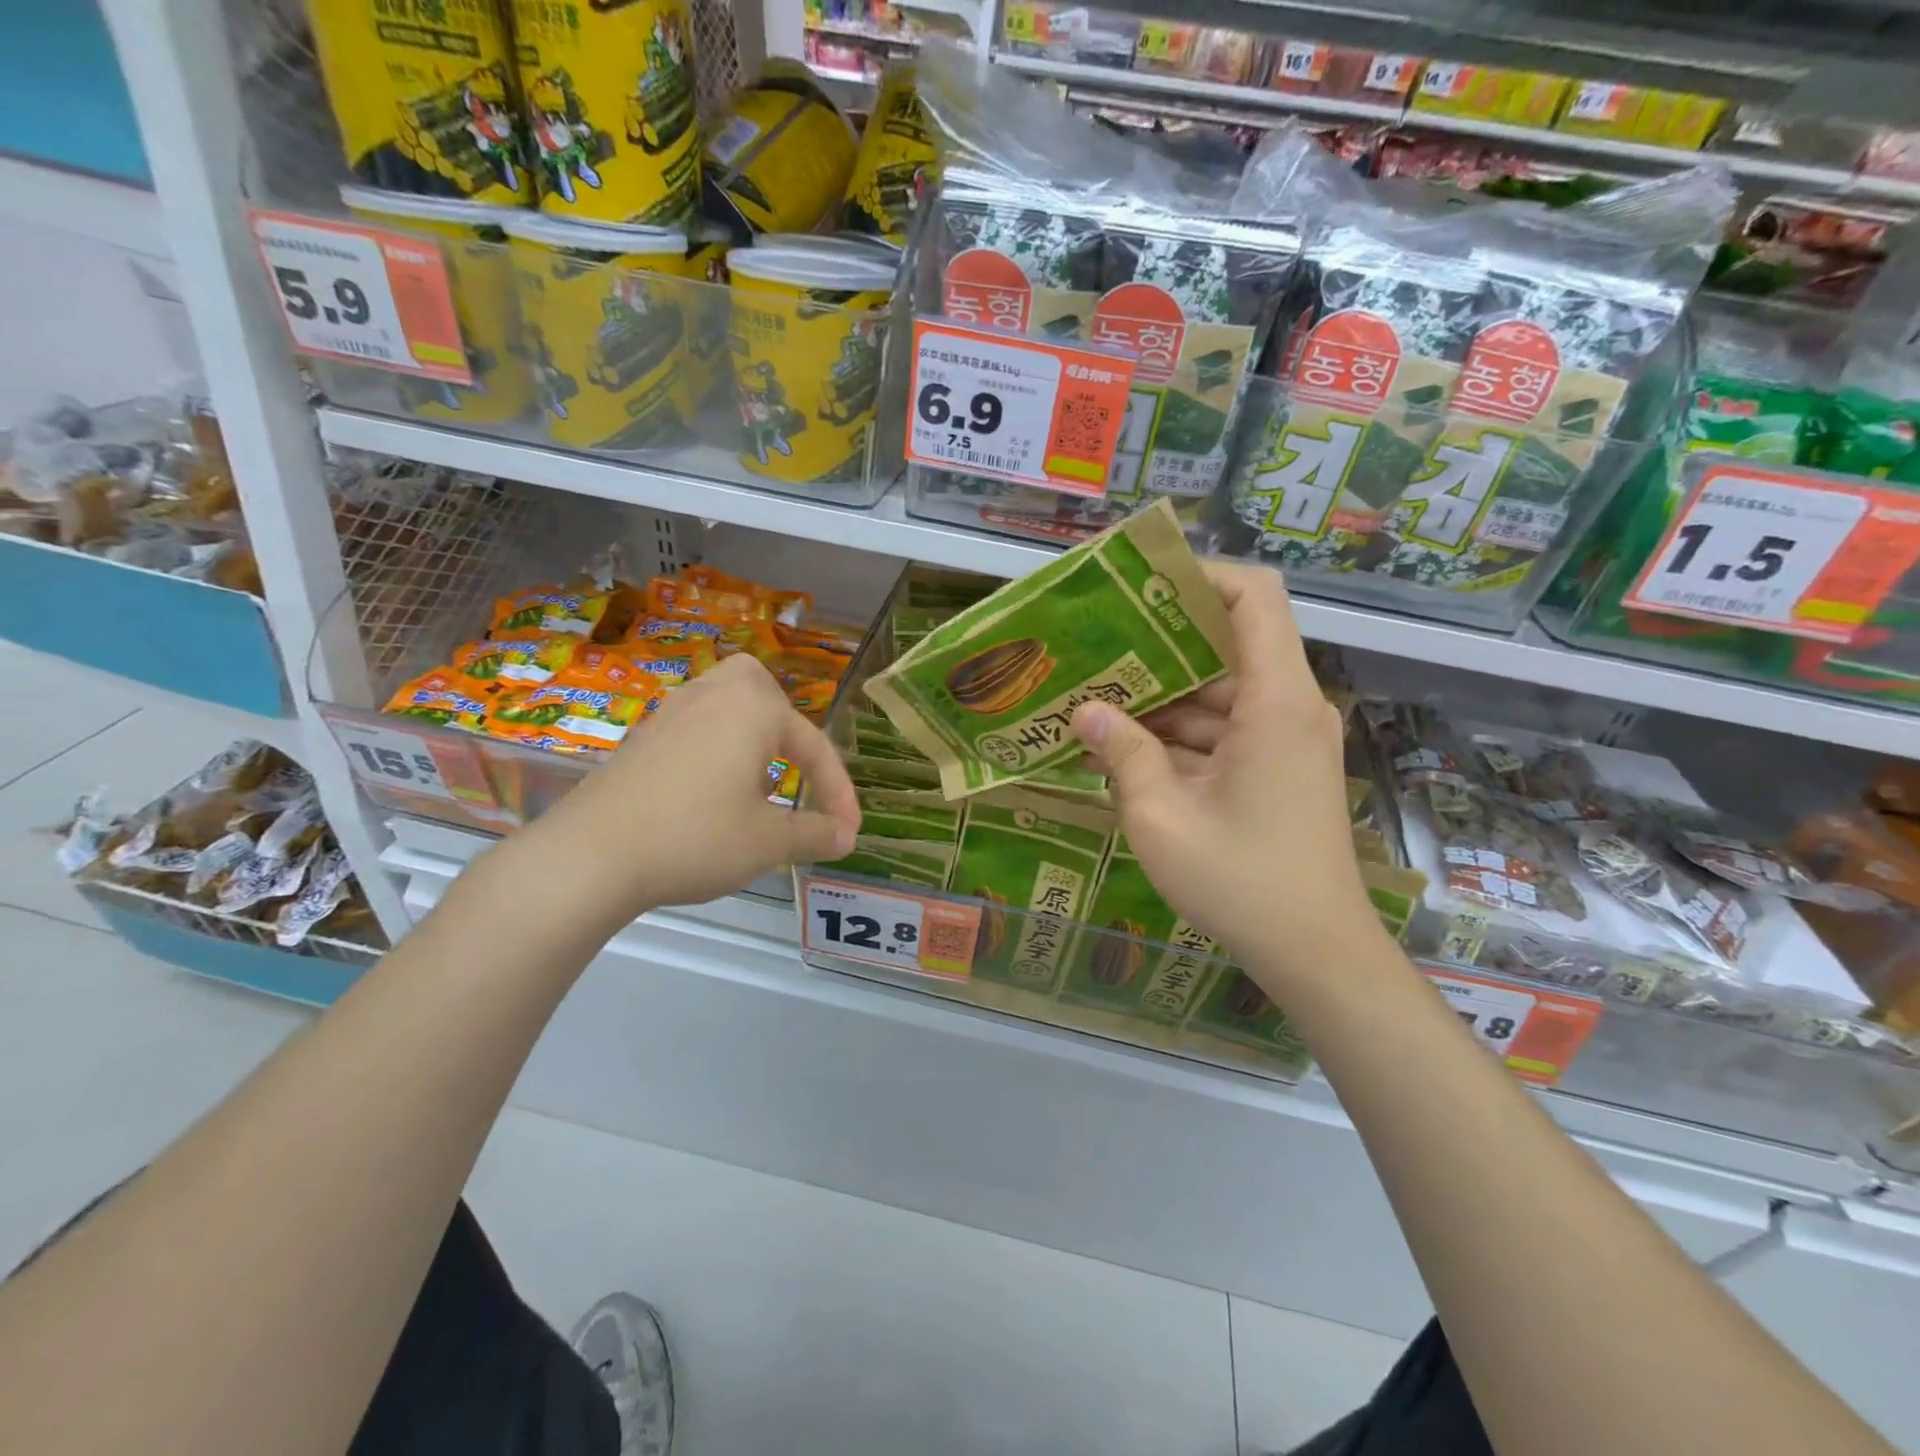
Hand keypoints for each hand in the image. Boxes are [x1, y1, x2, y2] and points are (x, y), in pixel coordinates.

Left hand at [524, 655, 859, 928]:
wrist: (590, 856)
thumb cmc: (695, 838)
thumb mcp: (768, 842)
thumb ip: (815, 834)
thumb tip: (846, 836)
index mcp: (753, 709)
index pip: (814, 746)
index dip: (838, 792)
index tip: (848, 832)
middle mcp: (713, 695)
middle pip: (762, 690)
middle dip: (786, 726)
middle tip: (794, 767)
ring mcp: (671, 712)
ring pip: (725, 704)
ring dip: (750, 737)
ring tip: (758, 785)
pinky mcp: (642, 736)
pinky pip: (695, 726)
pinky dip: (716, 748)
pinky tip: (711, 793)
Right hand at [1070, 562, 1382, 987]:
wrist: (1316, 953)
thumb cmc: (1241, 881)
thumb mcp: (1161, 817)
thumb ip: (1122, 754)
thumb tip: (1083, 711)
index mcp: (1276, 700)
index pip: (1255, 596)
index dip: (1201, 576)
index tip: (1140, 585)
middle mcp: (1289, 707)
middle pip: (1227, 645)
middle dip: (1158, 644)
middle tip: (1094, 645)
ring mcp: (1285, 740)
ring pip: (1219, 693)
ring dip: (1161, 698)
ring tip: (1094, 698)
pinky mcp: (1277, 770)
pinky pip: (1224, 730)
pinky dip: (1179, 735)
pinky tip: (1123, 748)